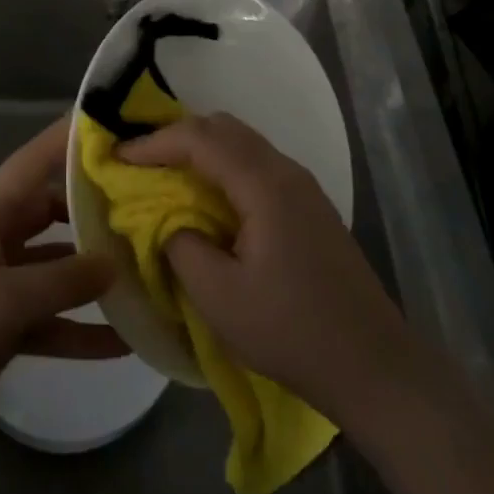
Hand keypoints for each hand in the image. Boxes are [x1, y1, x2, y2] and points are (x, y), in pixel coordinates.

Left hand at [0, 119, 125, 467]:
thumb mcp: (2, 301)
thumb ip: (62, 280)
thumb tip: (115, 262)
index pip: (31, 164)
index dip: (65, 140)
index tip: (110, 123)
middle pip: (52, 213)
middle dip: (93, 208)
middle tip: (145, 203)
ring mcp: (0, 288)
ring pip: (57, 270)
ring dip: (94, 275)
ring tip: (146, 270)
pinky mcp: (3, 331)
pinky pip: (51, 320)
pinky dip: (81, 329)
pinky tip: (123, 342)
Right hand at [121, 113, 417, 426]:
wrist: (375, 365)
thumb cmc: (292, 331)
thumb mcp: (220, 297)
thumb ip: (180, 245)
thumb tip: (163, 218)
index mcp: (264, 184)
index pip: (200, 139)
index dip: (154, 143)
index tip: (118, 157)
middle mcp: (286, 171)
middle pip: (224, 128)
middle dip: (176, 137)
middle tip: (140, 163)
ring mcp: (303, 187)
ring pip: (243, 144)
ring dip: (201, 151)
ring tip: (167, 178)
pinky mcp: (310, 206)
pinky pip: (257, 165)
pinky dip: (224, 168)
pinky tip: (209, 200)